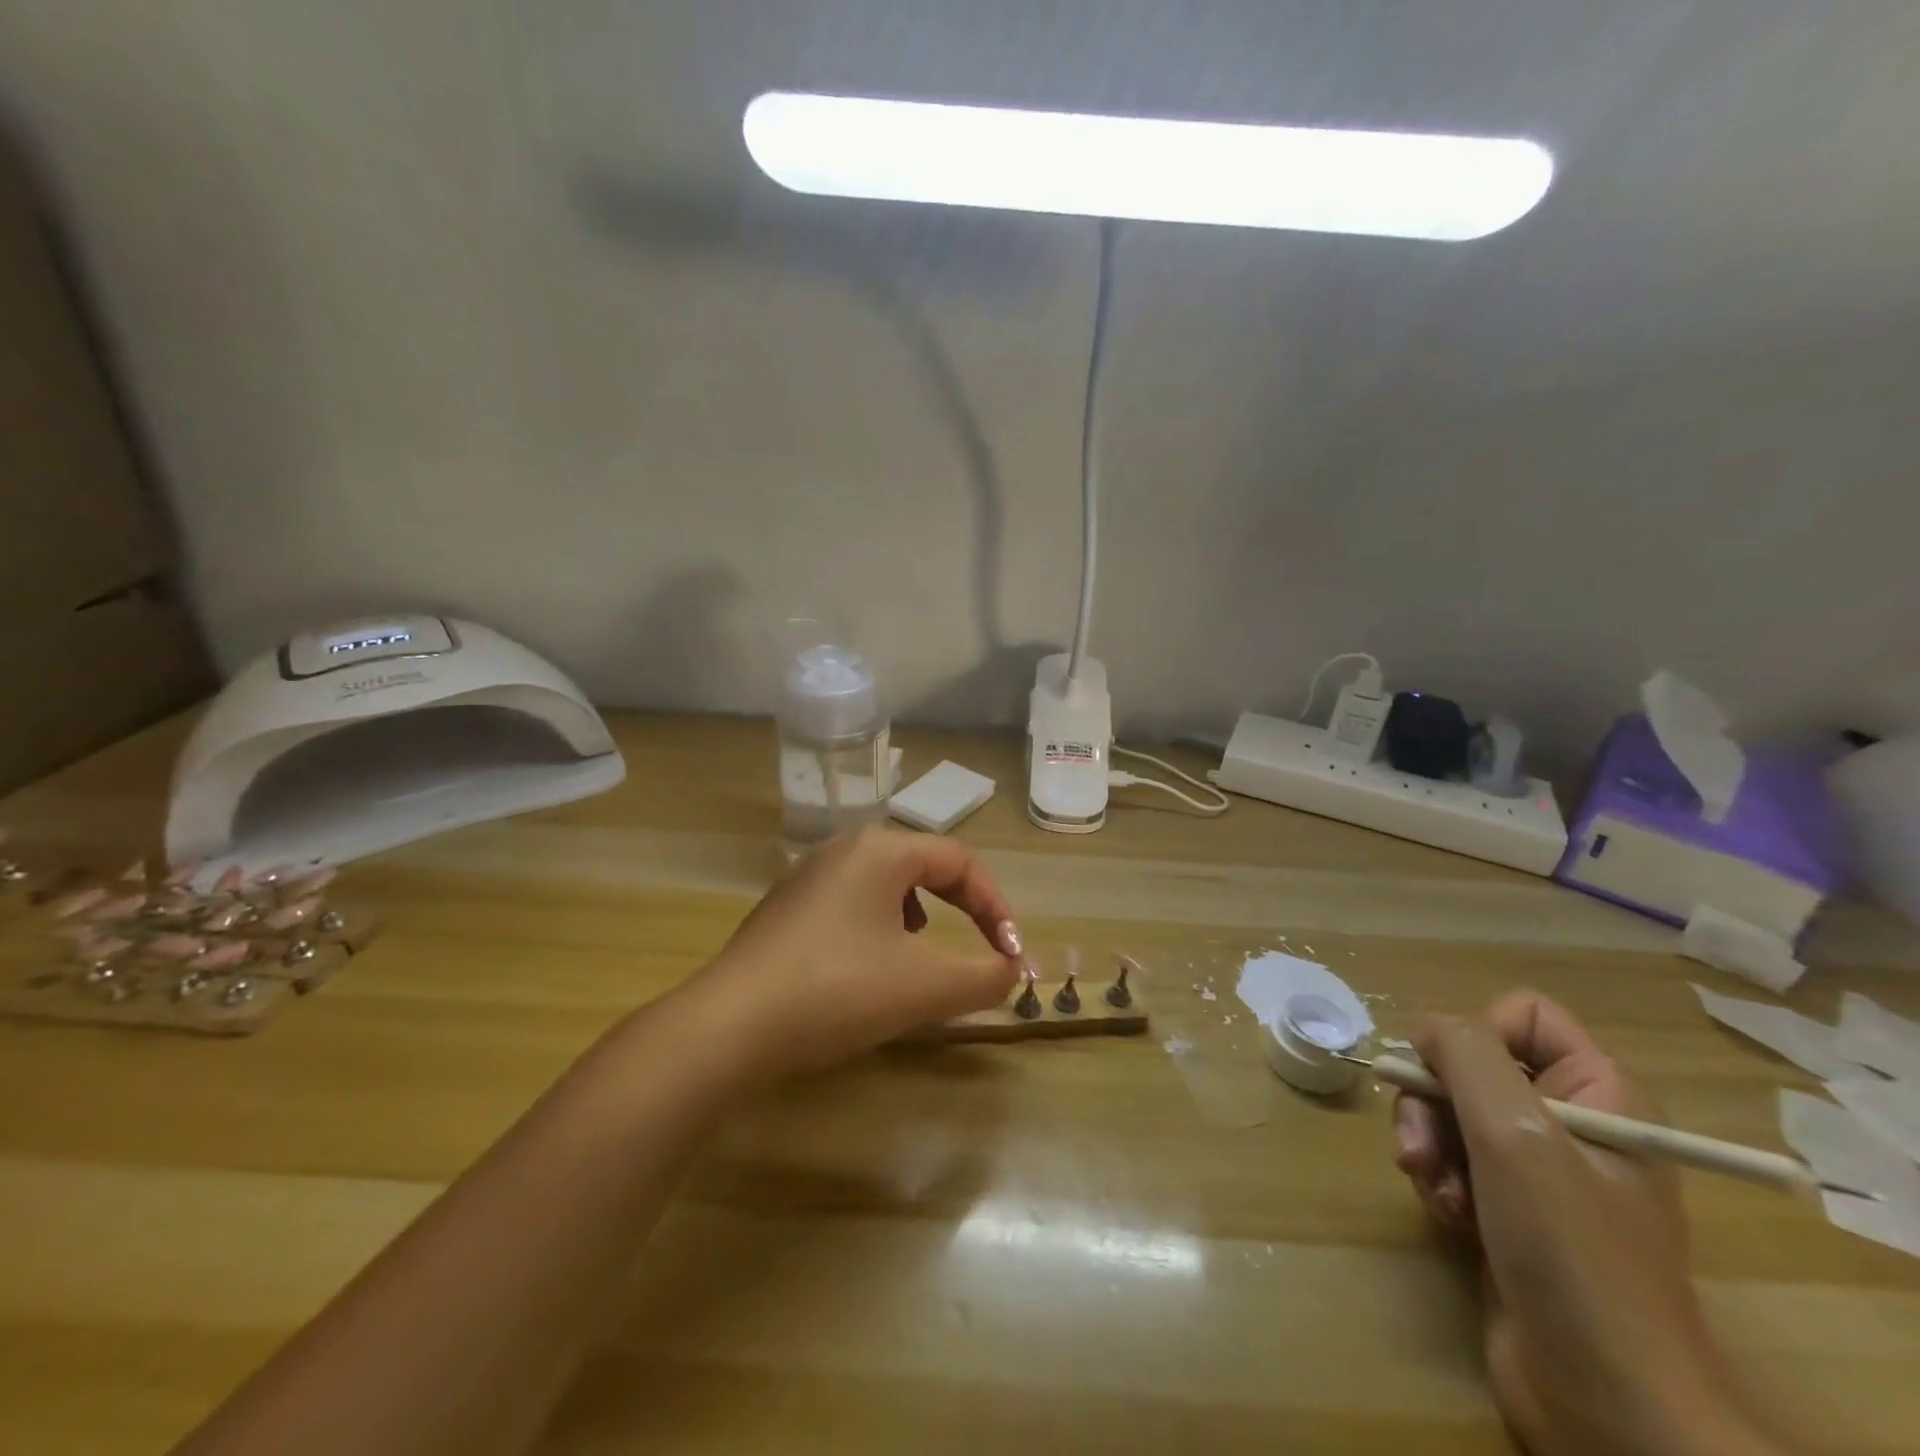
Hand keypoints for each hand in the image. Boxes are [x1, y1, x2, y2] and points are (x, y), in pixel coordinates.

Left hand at [681, 827, 1022, 1080]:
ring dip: (919, 918)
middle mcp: (842, 849)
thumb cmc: (837, 991)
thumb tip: (1011, 969)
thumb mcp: (925, 987)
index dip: (996, 906)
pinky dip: (878, 931)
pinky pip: (850, 906)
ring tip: (919, 959)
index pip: (960, 861)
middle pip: (923, 867)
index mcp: (881, 850)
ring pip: (885, 886)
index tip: (1010, 955)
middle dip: (960, 909)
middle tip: (976, 950)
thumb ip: (984, 976)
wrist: (727, 1027)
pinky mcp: (783, 910)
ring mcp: (806, 877)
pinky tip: (866, 971)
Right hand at [1394, 993, 1778, 1455]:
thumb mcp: (1515, 1134)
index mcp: (1600, 1093)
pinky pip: (1452, 1159)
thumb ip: (1464, 1054)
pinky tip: (1447, 1216)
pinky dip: (1438, 1180)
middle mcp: (1571, 1121)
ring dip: (1429, 1144)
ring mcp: (1540, 1170)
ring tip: (1435, 1189)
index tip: (1455, 1078)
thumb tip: (1424, 1026)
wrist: (1605, 1400)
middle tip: (1424, 1147)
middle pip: (1471, 1064)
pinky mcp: (1510, 1209)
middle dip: (1434, 1102)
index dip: (1478, 1034)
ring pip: (1451, 1111)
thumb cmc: (1571, 1252)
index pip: (1523, 1014)